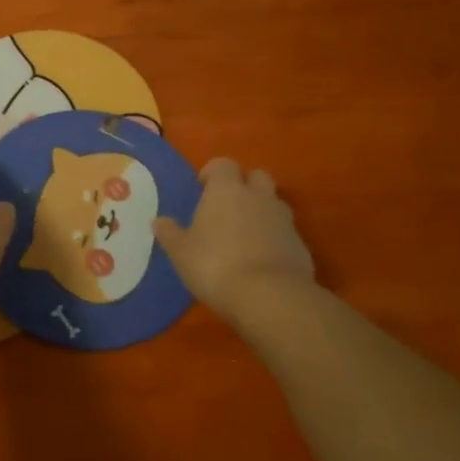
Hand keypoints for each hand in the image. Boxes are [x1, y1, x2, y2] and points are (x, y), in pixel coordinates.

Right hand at [153, 159, 314, 323]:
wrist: (269, 296)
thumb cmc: (215, 265)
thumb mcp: (181, 252)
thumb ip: (170, 233)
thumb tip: (158, 221)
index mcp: (227, 190)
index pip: (223, 164)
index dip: (212, 173)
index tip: (202, 188)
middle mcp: (258, 197)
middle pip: (256, 176)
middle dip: (244, 186)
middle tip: (227, 208)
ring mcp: (284, 220)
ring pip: (274, 203)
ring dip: (262, 212)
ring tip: (245, 236)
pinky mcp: (300, 245)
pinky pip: (285, 233)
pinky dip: (275, 239)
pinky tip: (262, 261)